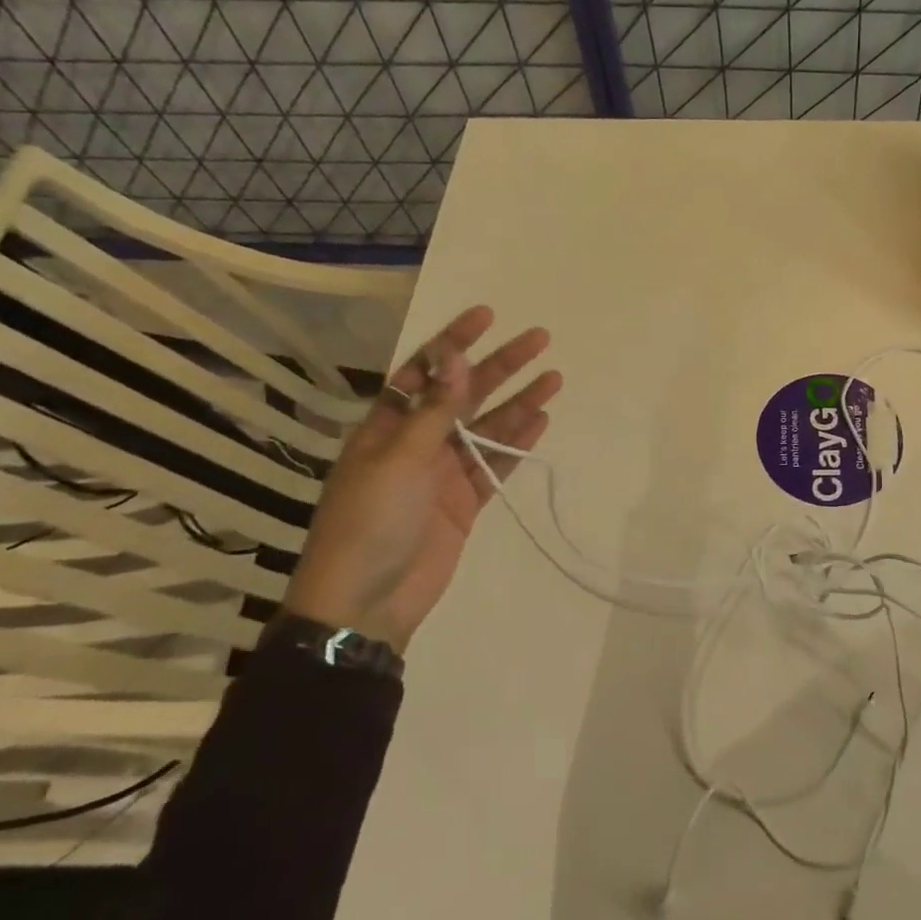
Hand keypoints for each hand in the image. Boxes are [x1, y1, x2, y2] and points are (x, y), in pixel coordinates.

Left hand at [283, 307, 562, 652]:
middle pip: (465, 394)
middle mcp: (417, 442)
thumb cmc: (369, 523)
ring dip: (520, 402)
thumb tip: (456, 356)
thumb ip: (435, 410)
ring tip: (554, 377)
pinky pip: (496, 464)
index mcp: (387, 427)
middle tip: (539, 340)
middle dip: (500, 366)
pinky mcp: (464, 501)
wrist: (366, 604)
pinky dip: (518, 443)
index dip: (454, 342)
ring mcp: (442, 473)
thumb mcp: (398, 459)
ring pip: (488, 427)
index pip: (424, 371)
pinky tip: (542, 420)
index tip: (487, 316)